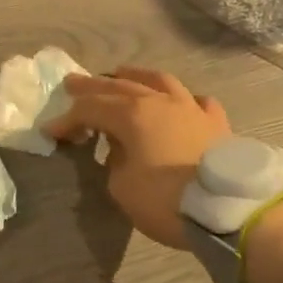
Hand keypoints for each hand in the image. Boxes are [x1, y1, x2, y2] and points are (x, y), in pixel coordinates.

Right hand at [45, 67, 230, 246]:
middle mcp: (160, 102)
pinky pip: (198, 103)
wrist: (230, 209)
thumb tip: (121, 152)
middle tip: (73, 82)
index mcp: (132, 115)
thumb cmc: (167, 199)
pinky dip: (184, 100)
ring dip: (137, 77)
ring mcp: (191, 109)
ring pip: (160, 82)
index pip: (90, 110)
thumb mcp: (123, 188)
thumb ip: (115, 163)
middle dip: (93, 86)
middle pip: (120, 87)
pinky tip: (182, 102)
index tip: (52, 130)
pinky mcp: (217, 124)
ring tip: (122, 74)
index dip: (68, 119)